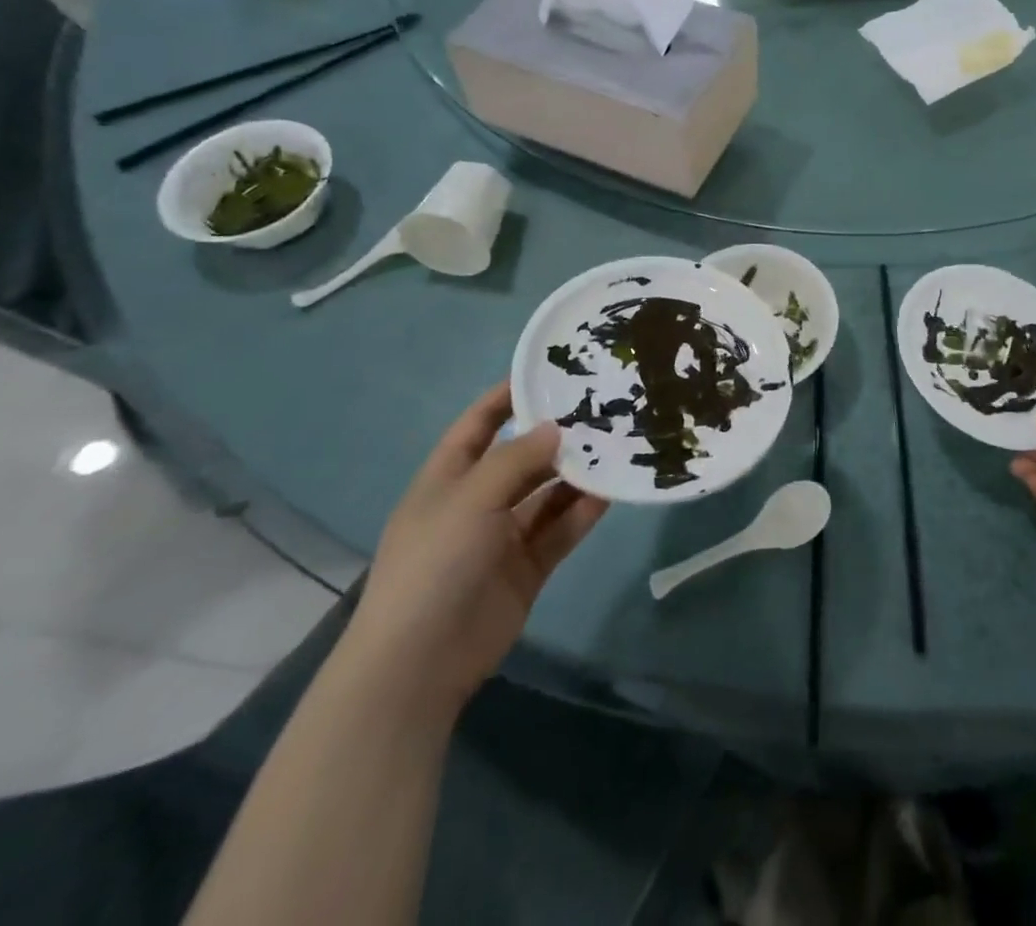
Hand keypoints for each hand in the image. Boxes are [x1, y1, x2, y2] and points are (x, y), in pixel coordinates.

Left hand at [343, 381, 607, 716]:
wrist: (419, 663)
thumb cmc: (435, 563)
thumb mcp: (472, 498)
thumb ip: (517, 459)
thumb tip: (556, 428)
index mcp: (448, 478)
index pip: (478, 424)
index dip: (506, 397)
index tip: (548, 372)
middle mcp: (477, 502)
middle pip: (521, 459)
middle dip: (556, 437)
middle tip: (602, 411)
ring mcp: (502, 538)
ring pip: (547, 495)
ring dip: (576, 475)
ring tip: (616, 448)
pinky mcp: (526, 569)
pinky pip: (559, 531)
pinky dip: (582, 513)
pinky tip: (610, 494)